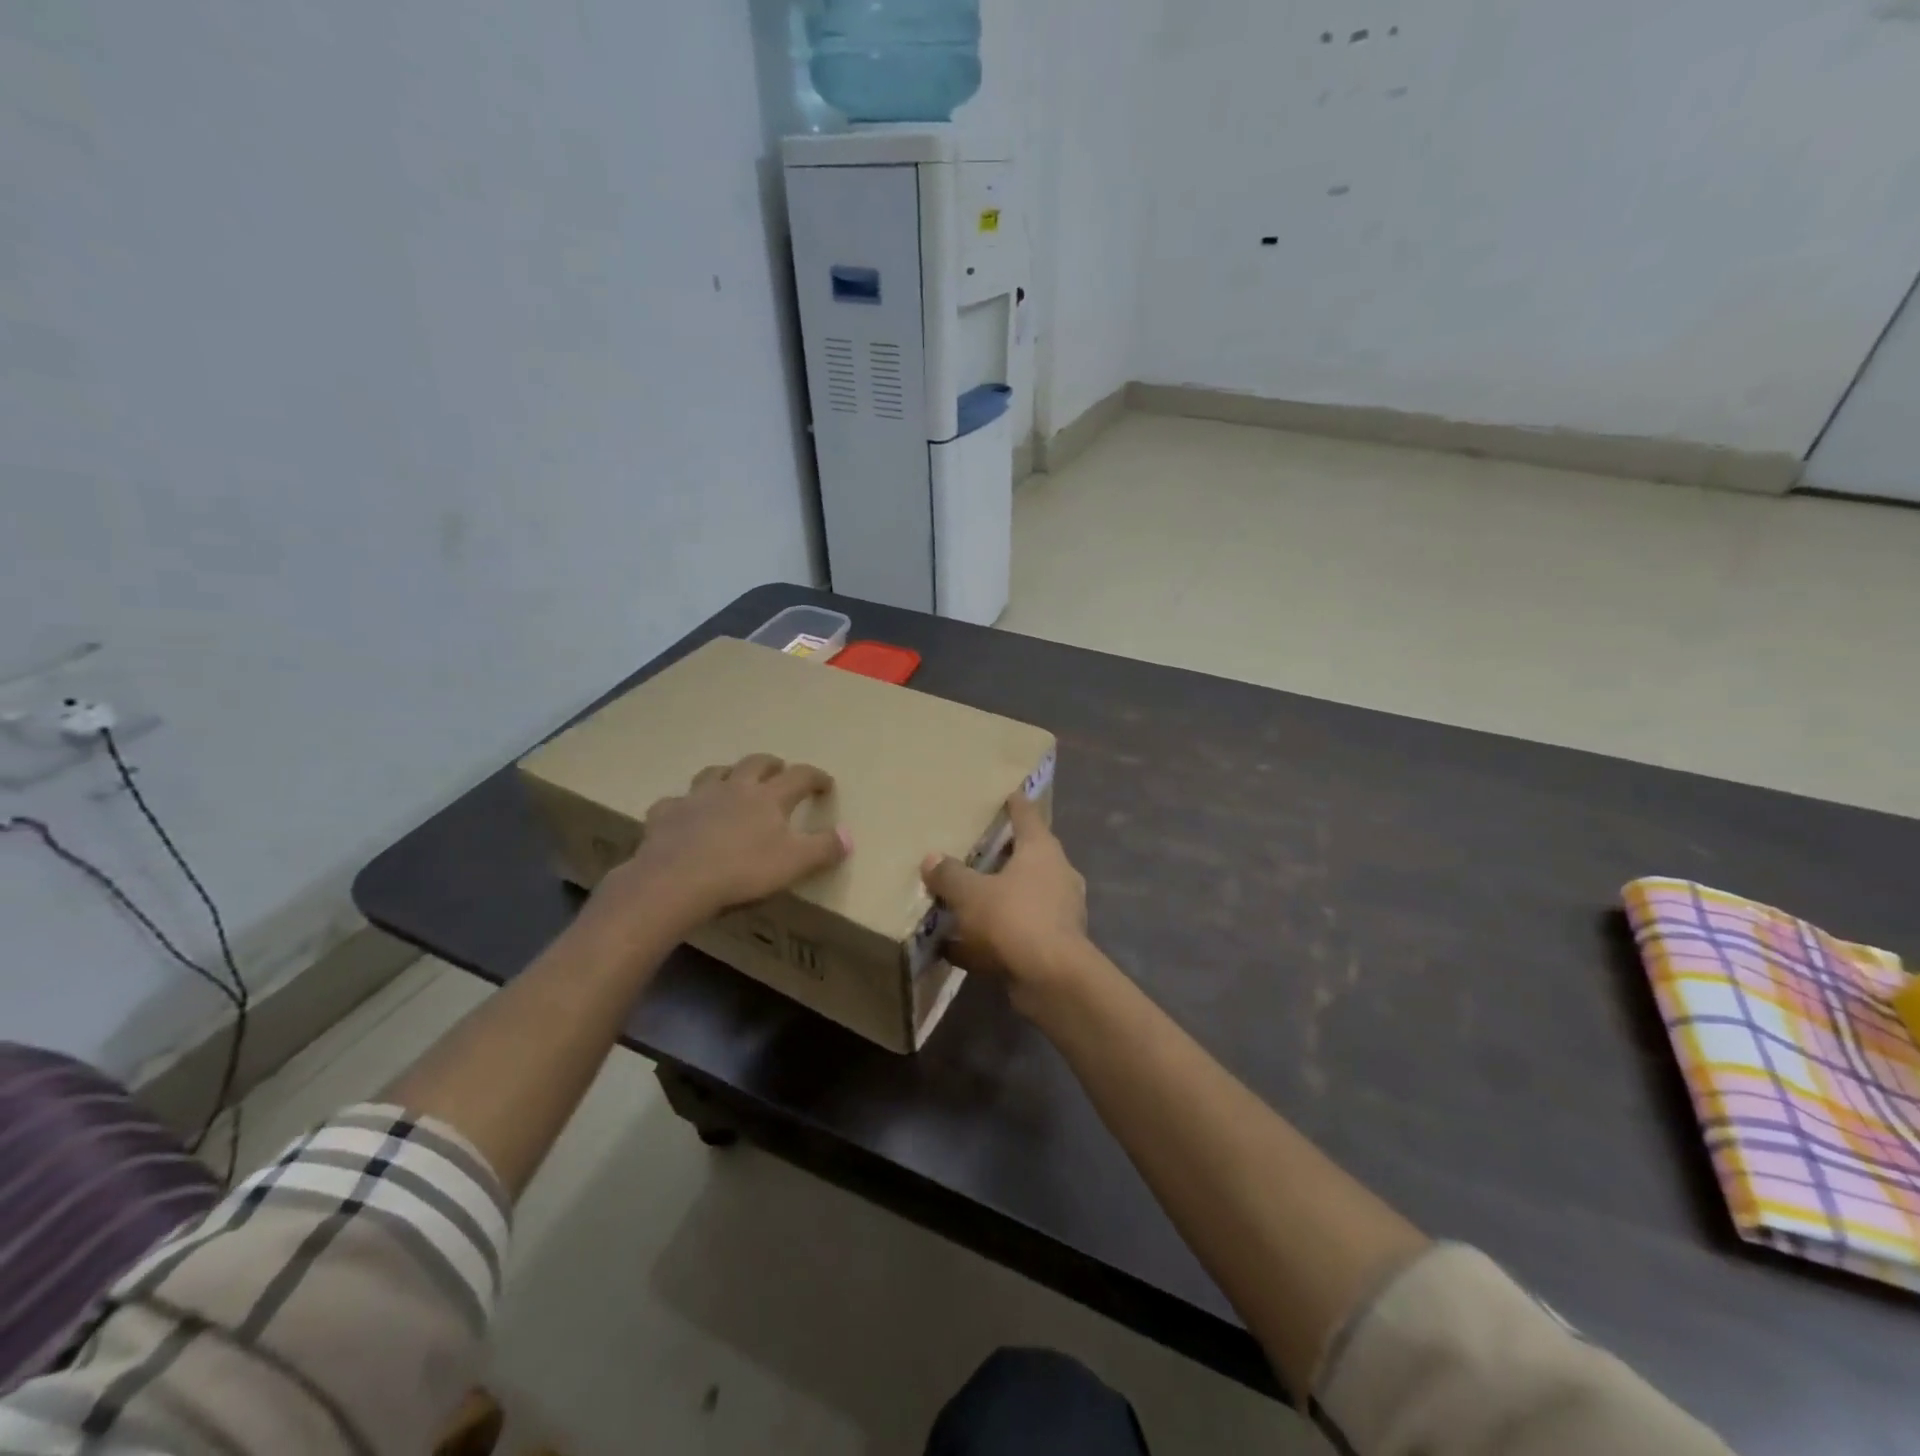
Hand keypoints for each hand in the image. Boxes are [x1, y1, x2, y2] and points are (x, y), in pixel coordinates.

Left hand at [600, 754, 850, 932]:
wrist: (675, 880)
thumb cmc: (742, 871)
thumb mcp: (794, 864)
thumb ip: (824, 848)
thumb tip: (849, 835)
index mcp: (769, 797)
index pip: (800, 777)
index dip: (816, 777)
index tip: (826, 784)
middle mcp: (734, 787)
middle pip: (756, 764)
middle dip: (771, 764)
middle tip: (780, 770)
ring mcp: (697, 798)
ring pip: (714, 774)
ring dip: (728, 773)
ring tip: (733, 781)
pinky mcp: (666, 814)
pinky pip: (674, 802)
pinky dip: (683, 805)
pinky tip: (684, 814)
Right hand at [920, 792, 1091, 1006]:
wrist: (1053, 978)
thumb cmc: (1014, 918)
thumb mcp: (971, 893)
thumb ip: (950, 875)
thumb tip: (931, 858)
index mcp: (1041, 850)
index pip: (1027, 816)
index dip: (1015, 803)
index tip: (1008, 793)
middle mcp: (1056, 875)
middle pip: (1027, 857)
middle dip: (1002, 855)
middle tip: (974, 850)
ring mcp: (1058, 912)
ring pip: (1021, 897)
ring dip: (995, 899)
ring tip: (962, 900)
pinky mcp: (1052, 945)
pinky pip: (1014, 933)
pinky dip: (989, 938)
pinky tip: (955, 948)